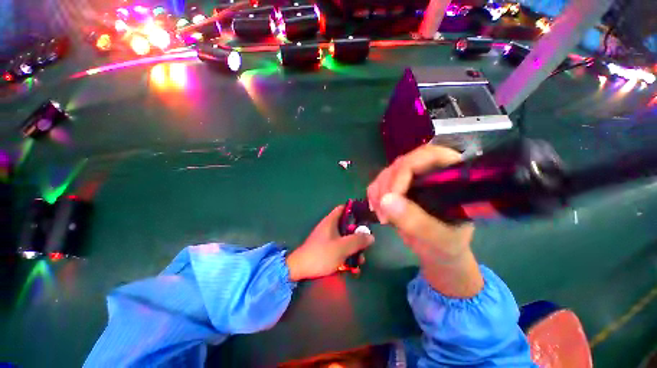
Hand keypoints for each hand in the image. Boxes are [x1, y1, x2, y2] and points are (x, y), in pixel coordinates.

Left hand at [286, 206, 374, 280]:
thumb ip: (357, 241)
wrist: (300, 269)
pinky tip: (352, 268)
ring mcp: (327, 239)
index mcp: (331, 221)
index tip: (365, 216)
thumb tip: (371, 236)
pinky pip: (339, 249)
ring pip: (344, 239)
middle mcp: (329, 227)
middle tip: (366, 244)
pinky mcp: (326, 249)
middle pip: (347, 226)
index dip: (354, 209)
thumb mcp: (342, 247)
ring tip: (360, 261)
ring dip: (353, 249)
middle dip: (357, 235)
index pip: (343, 208)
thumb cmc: (322, 254)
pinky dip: (346, 255)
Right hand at [367, 144, 481, 297]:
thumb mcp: (438, 239)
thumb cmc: (446, 247)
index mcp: (453, 177)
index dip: (405, 170)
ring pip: (388, 172)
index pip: (429, 156)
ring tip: (382, 216)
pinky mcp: (399, 186)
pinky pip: (379, 182)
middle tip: (383, 211)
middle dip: (388, 185)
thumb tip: (385, 200)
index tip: (392, 196)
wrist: (438, 253)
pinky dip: (373, 194)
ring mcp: (413, 178)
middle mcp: (431, 172)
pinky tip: (376, 210)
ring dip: (378, 192)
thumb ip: (416, 221)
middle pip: (403, 163)